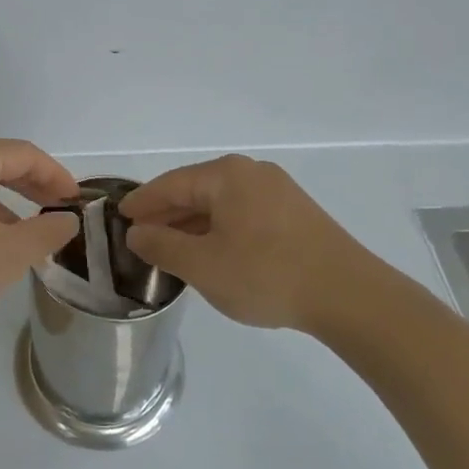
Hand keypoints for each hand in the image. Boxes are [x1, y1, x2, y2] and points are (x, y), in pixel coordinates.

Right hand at [120, 154, 394, 332]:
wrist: (350, 296)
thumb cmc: (267, 274)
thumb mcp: (203, 265)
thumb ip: (163, 245)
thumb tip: (137, 232)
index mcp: (225, 176)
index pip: (170, 185)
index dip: (142, 202)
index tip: (119, 216)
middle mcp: (251, 172)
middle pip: (195, 189)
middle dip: (166, 213)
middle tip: (140, 235)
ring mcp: (277, 190)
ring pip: (220, 202)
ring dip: (193, 223)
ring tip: (171, 247)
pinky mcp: (295, 212)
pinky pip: (243, 212)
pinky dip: (219, 228)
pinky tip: (213, 251)